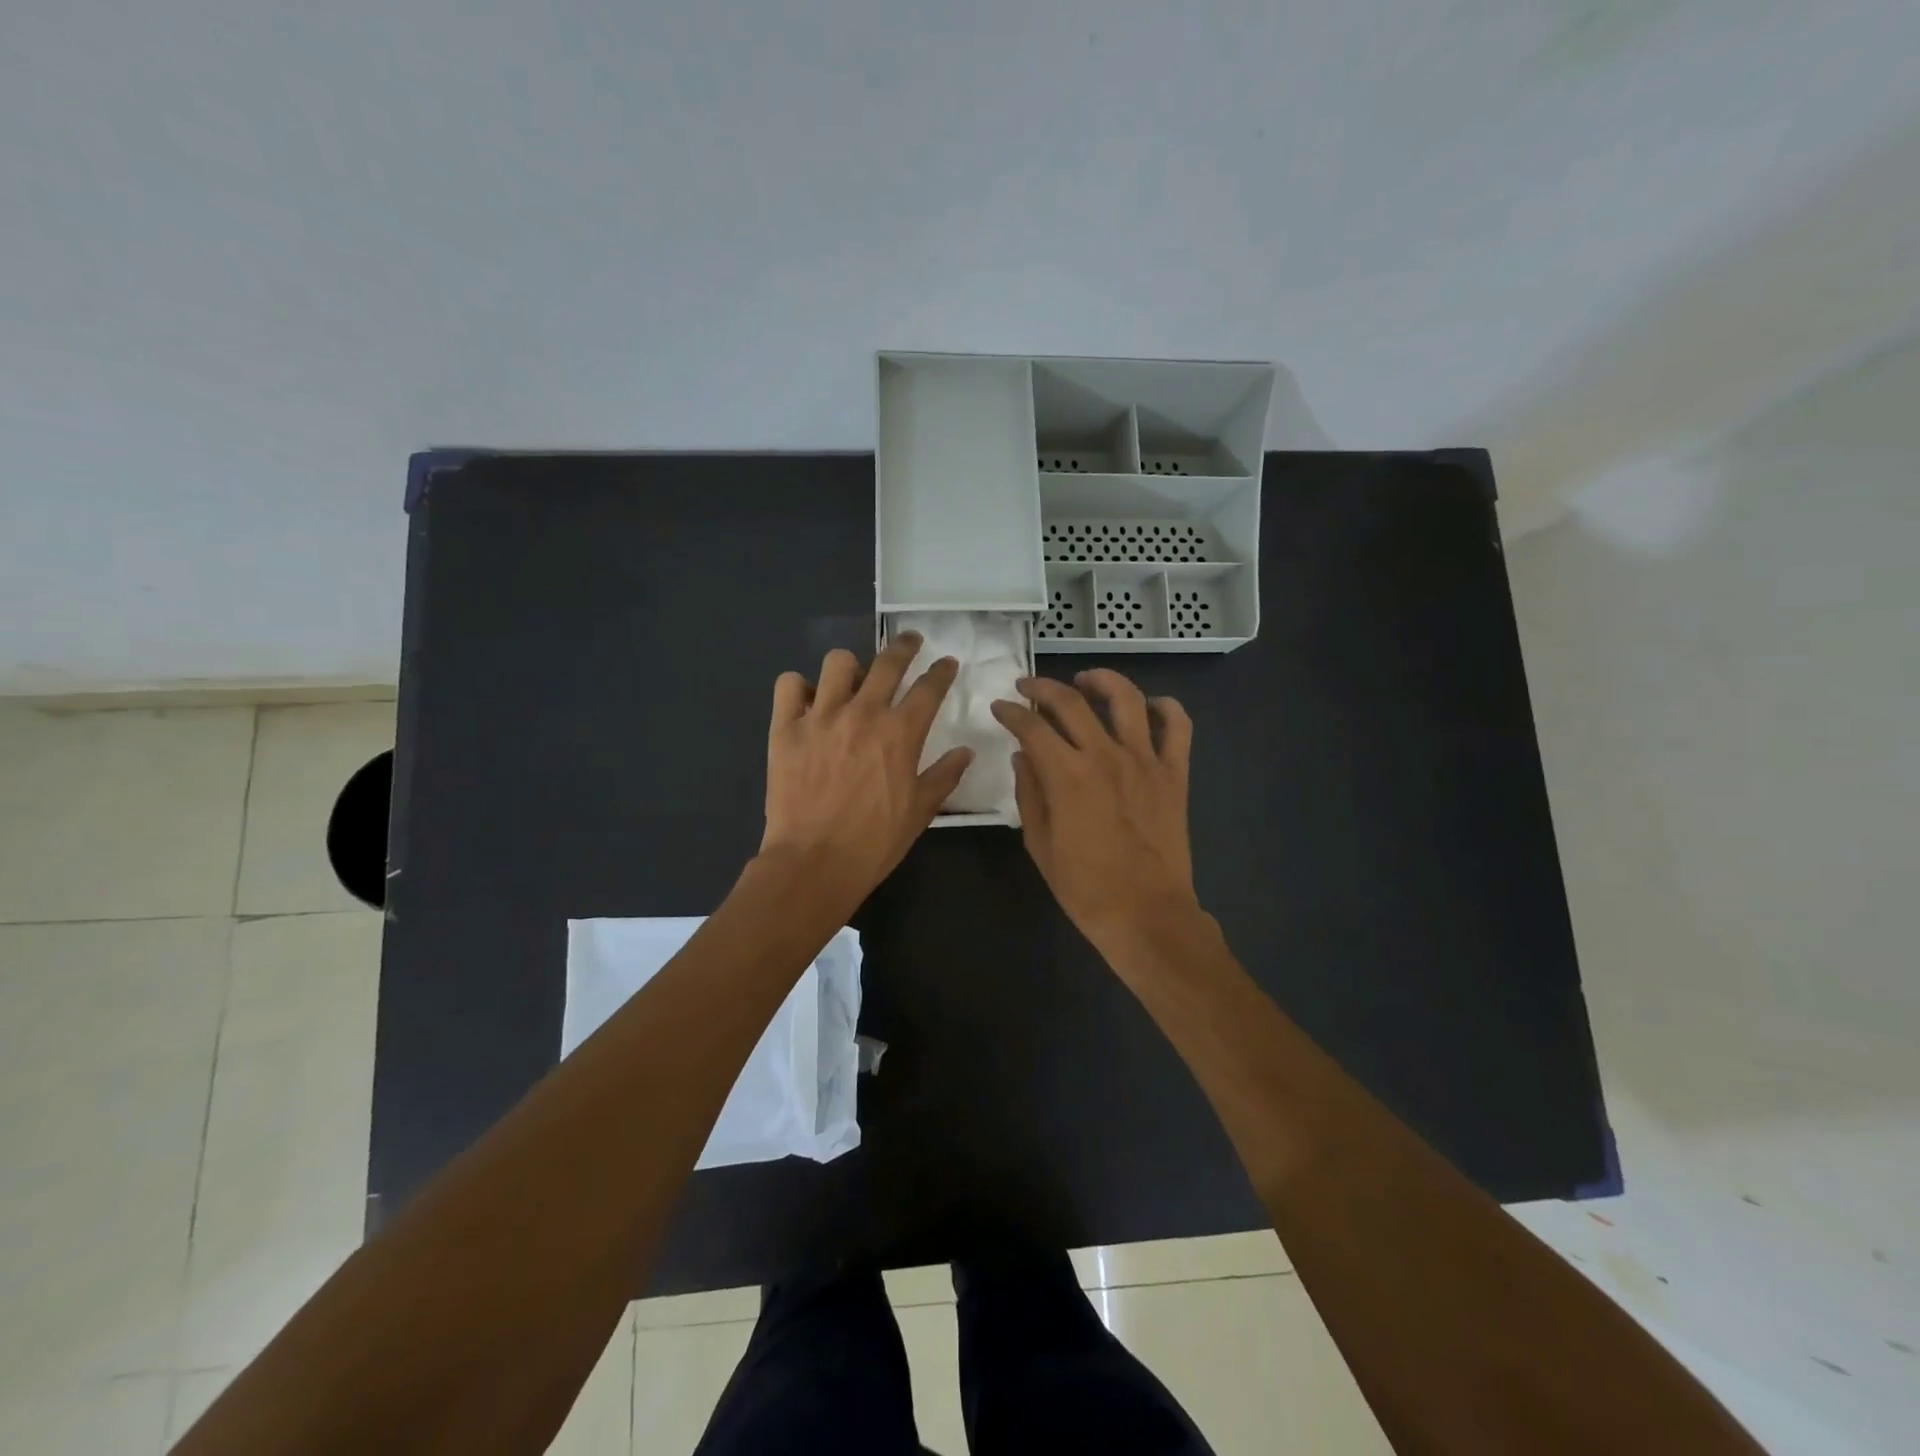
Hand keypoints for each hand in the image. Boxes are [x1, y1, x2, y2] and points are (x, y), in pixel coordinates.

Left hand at [762, 633, 972, 910]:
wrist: (814, 862)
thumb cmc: (874, 841)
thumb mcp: (920, 811)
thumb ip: (945, 775)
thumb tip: (966, 751)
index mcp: (900, 732)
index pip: (929, 687)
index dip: (942, 671)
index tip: (947, 663)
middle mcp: (862, 713)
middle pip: (888, 662)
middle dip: (905, 646)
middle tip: (910, 642)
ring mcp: (820, 717)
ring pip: (837, 663)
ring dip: (850, 668)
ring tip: (852, 680)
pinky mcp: (785, 728)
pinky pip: (789, 685)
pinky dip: (799, 688)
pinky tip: (808, 702)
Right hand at [990, 669, 1198, 952]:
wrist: (1146, 914)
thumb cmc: (1085, 887)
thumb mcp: (1039, 844)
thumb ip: (1029, 793)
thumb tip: (1024, 756)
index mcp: (1067, 775)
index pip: (1031, 726)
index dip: (1011, 712)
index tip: (1000, 708)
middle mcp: (1105, 755)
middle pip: (1071, 702)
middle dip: (1043, 687)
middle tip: (1029, 686)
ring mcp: (1145, 761)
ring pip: (1127, 699)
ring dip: (1103, 680)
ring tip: (1086, 680)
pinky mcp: (1175, 774)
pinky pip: (1178, 727)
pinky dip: (1167, 709)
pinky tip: (1151, 707)